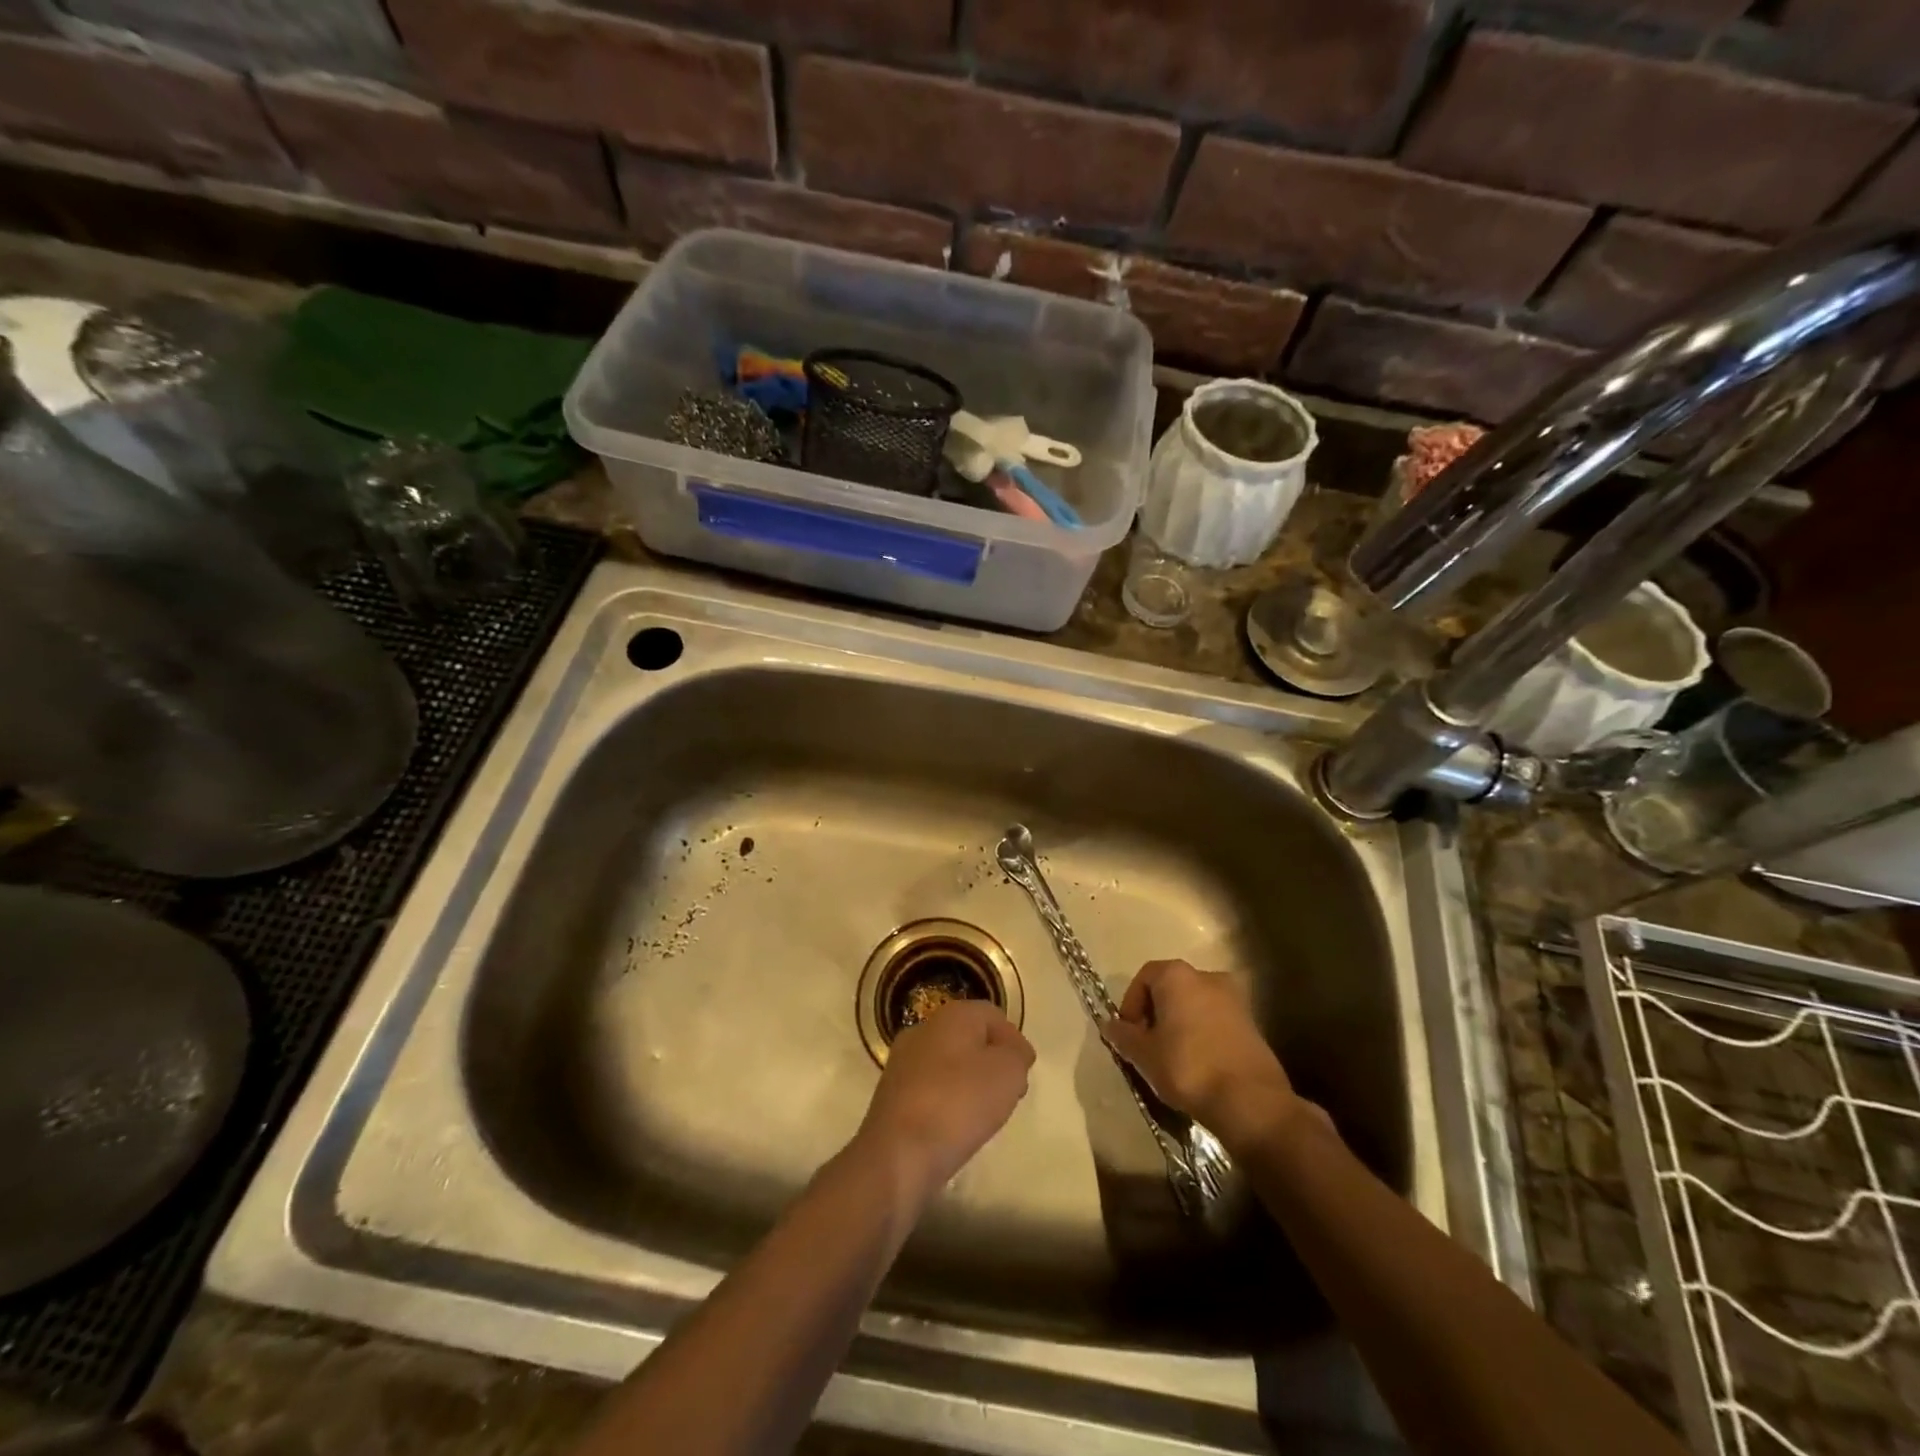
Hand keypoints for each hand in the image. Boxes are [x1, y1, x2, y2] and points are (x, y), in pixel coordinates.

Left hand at [857, 1000, 1034, 1198]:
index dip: (1014, 1041)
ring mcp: (903, 1060)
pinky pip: (931, 1088)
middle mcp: (924, 1028)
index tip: (1026, 1072)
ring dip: (970, 1082)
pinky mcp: (891, 1093)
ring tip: (985, 1114)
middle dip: (992, 1061)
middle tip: (1010, 1092)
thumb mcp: (1008, 1073)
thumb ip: (1016, 1056)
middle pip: (969, 1037)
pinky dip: (948, 1101)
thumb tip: (1011, 1053)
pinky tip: (956, 1126)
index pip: (993, 1015)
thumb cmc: (959, 1103)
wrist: (898, 1153)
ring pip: (948, 1063)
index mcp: (952, 1014)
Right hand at [1102, 959, 1305, 1152]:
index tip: (1129, 1034)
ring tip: (1172, 1057)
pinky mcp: (1252, 1023)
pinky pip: (1216, 1021)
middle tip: (1148, 1045)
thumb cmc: (1188, 1067)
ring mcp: (1235, 999)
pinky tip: (1199, 1064)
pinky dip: (1203, 1034)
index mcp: (1177, 975)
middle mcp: (1207, 976)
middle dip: (1156, 1013)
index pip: (1144, 977)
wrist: (1250, 1101)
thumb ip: (1124, 1036)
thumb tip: (1110, 1025)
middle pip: (1171, 988)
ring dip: (1180, 1024)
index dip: (1131, 1004)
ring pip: (1195, 1005)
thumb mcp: (1144, 1054)